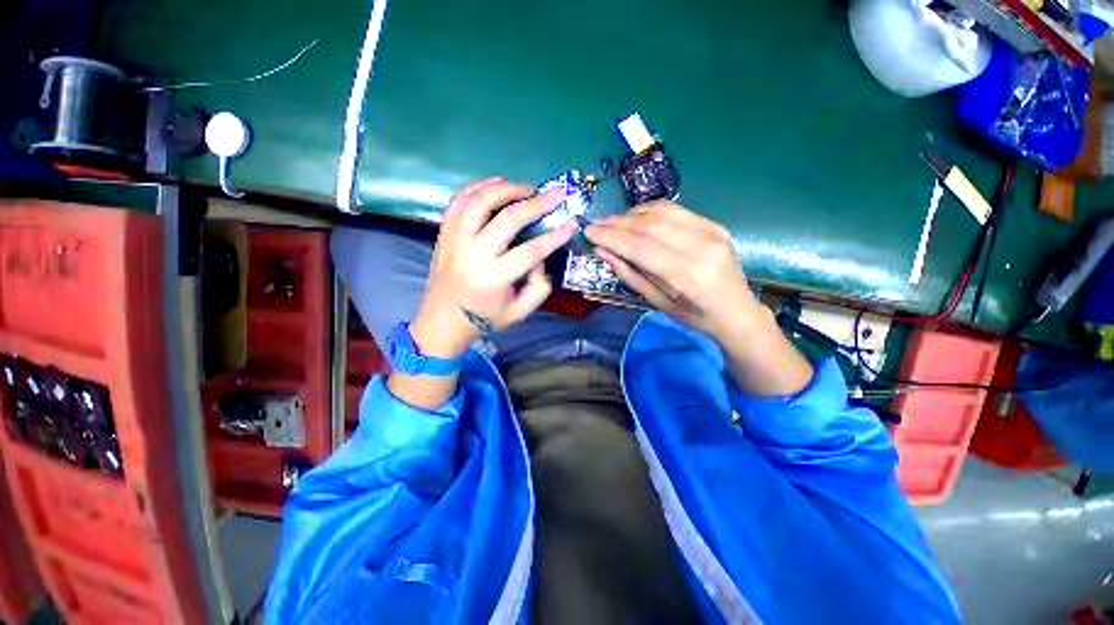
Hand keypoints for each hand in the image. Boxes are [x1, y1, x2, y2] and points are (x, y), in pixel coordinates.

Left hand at [410, 177, 577, 357]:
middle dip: (537, 204)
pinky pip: (458, 201)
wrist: (443, 319)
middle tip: (556, 194)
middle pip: (508, 219)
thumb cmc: (485, 317)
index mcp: (493, 278)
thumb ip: (539, 287)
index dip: (554, 236)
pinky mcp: (444, 233)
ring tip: (527, 187)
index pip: (530, 251)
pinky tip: (497, 182)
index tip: (572, 222)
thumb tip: (541, 257)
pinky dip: (478, 186)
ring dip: (506, 189)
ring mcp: (455, 240)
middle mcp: (473, 255)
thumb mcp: (520, 312)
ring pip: (479, 202)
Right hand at [584, 201, 761, 341]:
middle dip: (617, 224)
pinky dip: (650, 210)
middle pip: (650, 226)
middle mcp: (701, 247)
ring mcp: (711, 232)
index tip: (589, 232)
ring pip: (661, 213)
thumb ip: (629, 274)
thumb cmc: (694, 316)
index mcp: (687, 275)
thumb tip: (602, 251)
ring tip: (611, 222)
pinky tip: (635, 217)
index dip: (611, 237)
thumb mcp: (657, 302)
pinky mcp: (714, 224)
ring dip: (631, 215)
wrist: (737, 311)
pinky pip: (675, 210)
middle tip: (596, 226)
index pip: (640, 247)